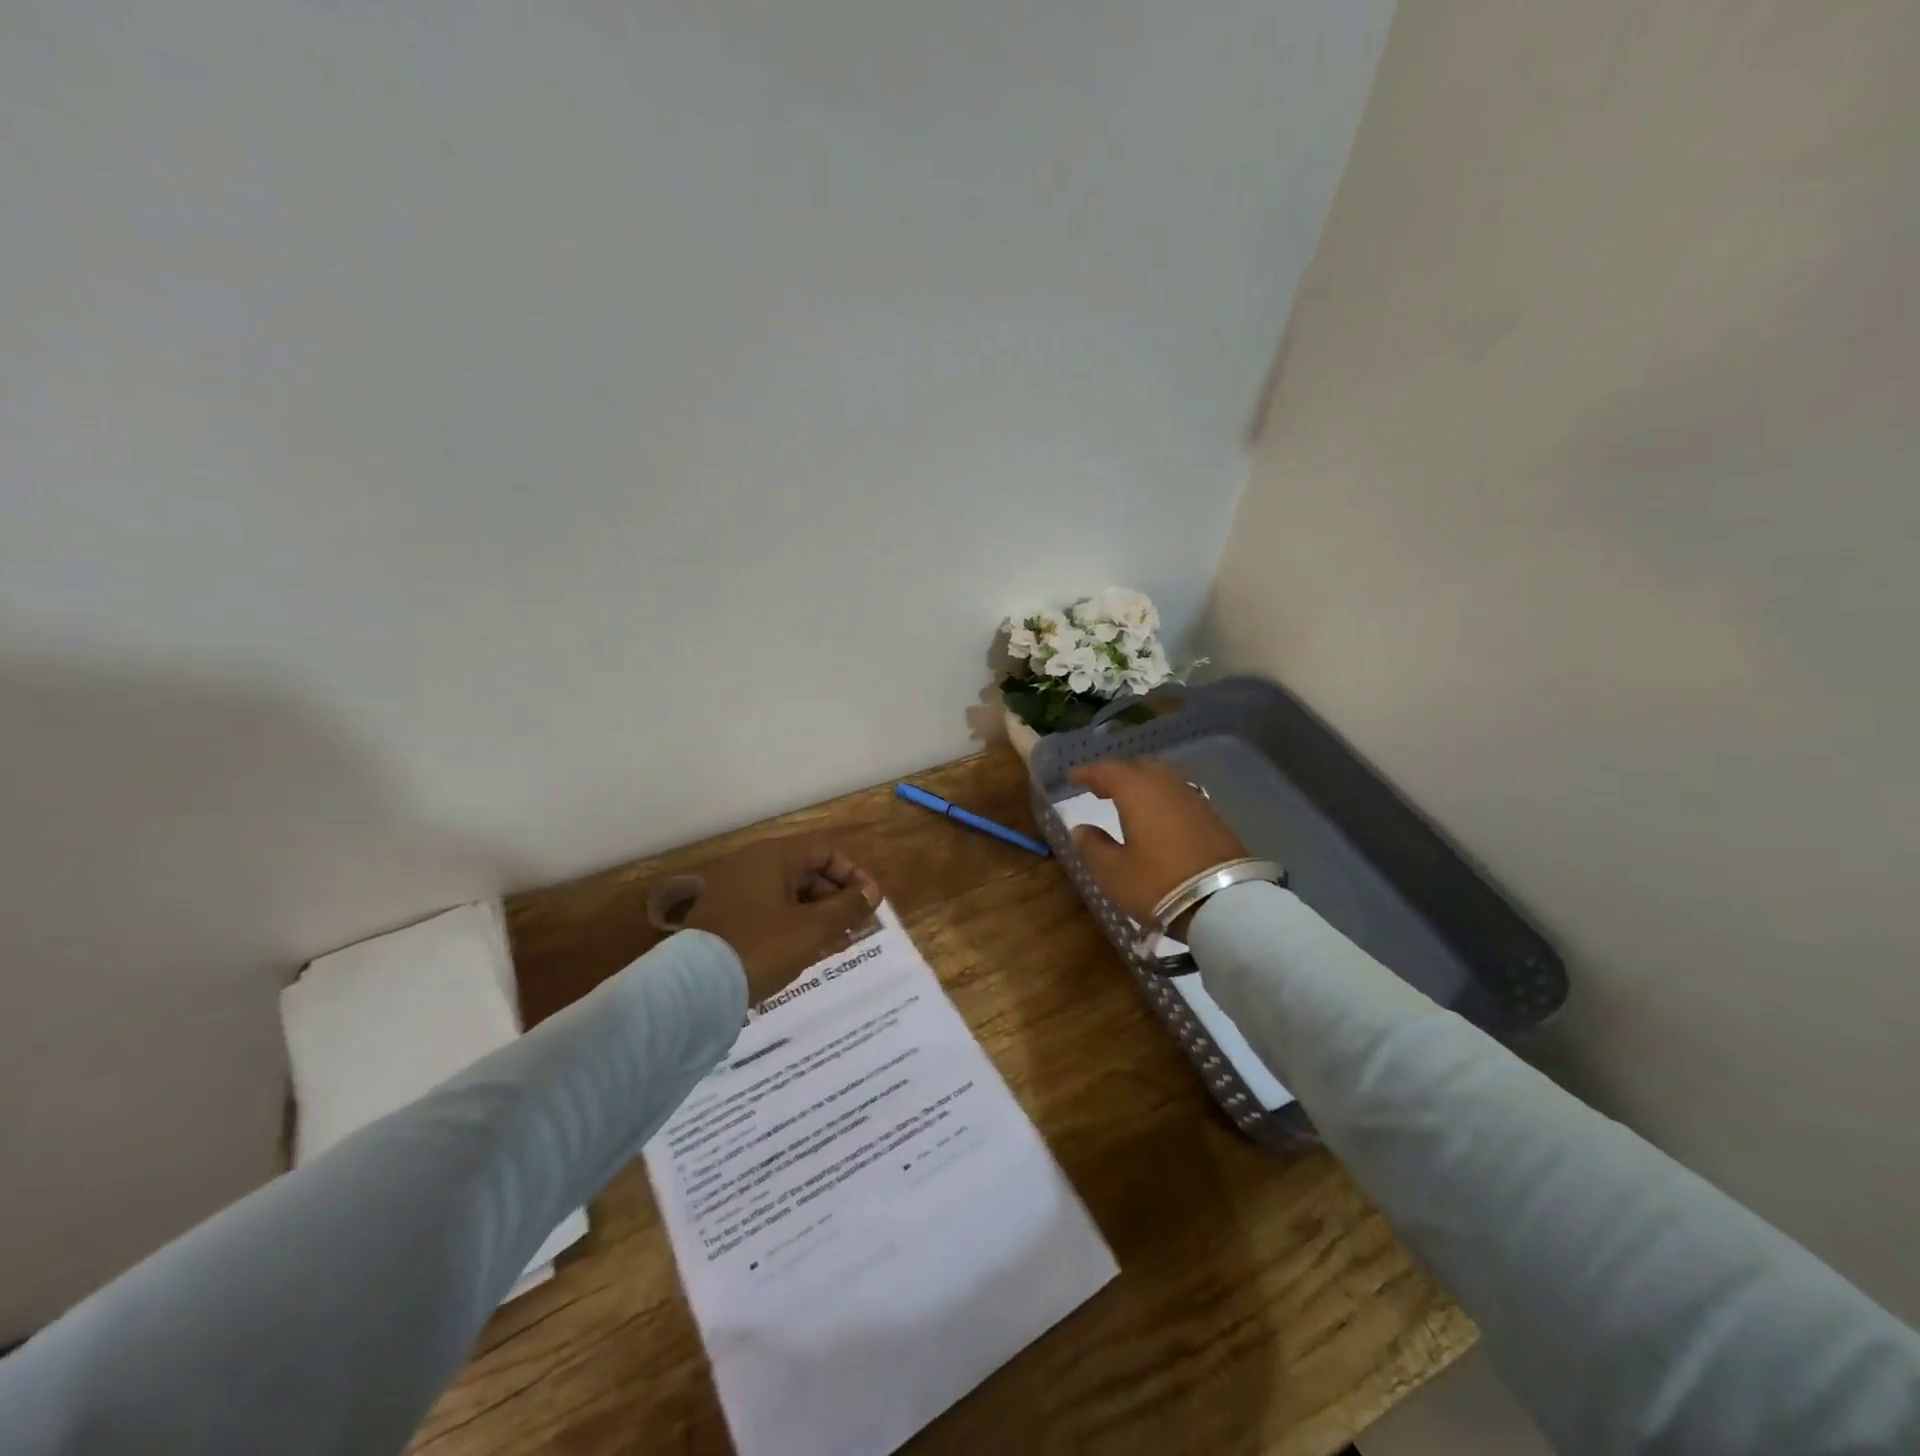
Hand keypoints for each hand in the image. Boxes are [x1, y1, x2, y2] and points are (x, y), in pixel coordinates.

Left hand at [681, 837, 881, 1005]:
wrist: (694, 988)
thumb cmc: (761, 947)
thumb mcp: (812, 929)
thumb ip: (847, 907)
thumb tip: (871, 893)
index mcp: (773, 856)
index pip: (826, 851)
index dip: (854, 875)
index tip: (870, 904)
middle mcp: (752, 865)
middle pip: (808, 872)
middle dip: (838, 899)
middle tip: (857, 928)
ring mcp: (736, 892)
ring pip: (790, 896)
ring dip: (819, 916)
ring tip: (840, 944)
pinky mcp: (726, 919)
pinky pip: (771, 913)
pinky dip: (794, 926)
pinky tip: (811, 951)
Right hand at [1069, 759, 1247, 930]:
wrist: (1225, 902)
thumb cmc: (1158, 883)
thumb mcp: (1114, 872)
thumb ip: (1093, 847)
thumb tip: (1081, 829)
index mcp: (1137, 791)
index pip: (1107, 770)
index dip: (1088, 772)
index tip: (1072, 777)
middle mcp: (1166, 785)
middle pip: (1138, 767)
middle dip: (1116, 774)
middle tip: (1098, 788)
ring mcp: (1193, 799)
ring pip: (1161, 778)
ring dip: (1140, 784)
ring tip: (1126, 801)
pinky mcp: (1211, 817)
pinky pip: (1177, 794)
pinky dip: (1160, 798)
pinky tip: (1155, 816)